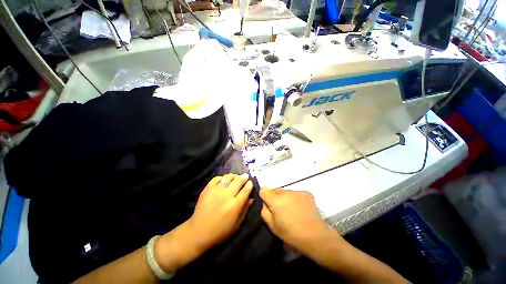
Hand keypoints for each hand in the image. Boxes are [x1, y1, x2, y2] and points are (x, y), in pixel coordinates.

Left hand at [188, 173, 253, 249]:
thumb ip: (245, 210)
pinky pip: (216, 178)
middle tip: (245, 176)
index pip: (245, 190)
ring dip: (234, 176)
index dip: (249, 185)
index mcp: (235, 205)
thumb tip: (251, 198)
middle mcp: (226, 195)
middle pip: (238, 181)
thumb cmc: (220, 231)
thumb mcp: (237, 224)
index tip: (250, 182)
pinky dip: (222, 177)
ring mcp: (216, 191)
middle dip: (243, 177)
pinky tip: (224, 180)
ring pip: (228, 177)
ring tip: (236, 177)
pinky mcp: (207, 189)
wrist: (198, 232)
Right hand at [259, 187, 334, 252]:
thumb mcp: (273, 227)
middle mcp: (285, 192)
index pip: (264, 190)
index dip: (265, 196)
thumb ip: (265, 212)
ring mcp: (296, 192)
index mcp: (275, 200)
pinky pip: (297, 194)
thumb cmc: (291, 234)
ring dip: (287, 198)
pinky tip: (302, 209)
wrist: (315, 236)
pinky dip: (297, 199)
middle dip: (276, 198)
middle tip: (282, 210)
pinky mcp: (306, 193)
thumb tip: (265, 203)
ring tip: (294, 211)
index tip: (269, 204)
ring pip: (287, 192)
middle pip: (276, 190)